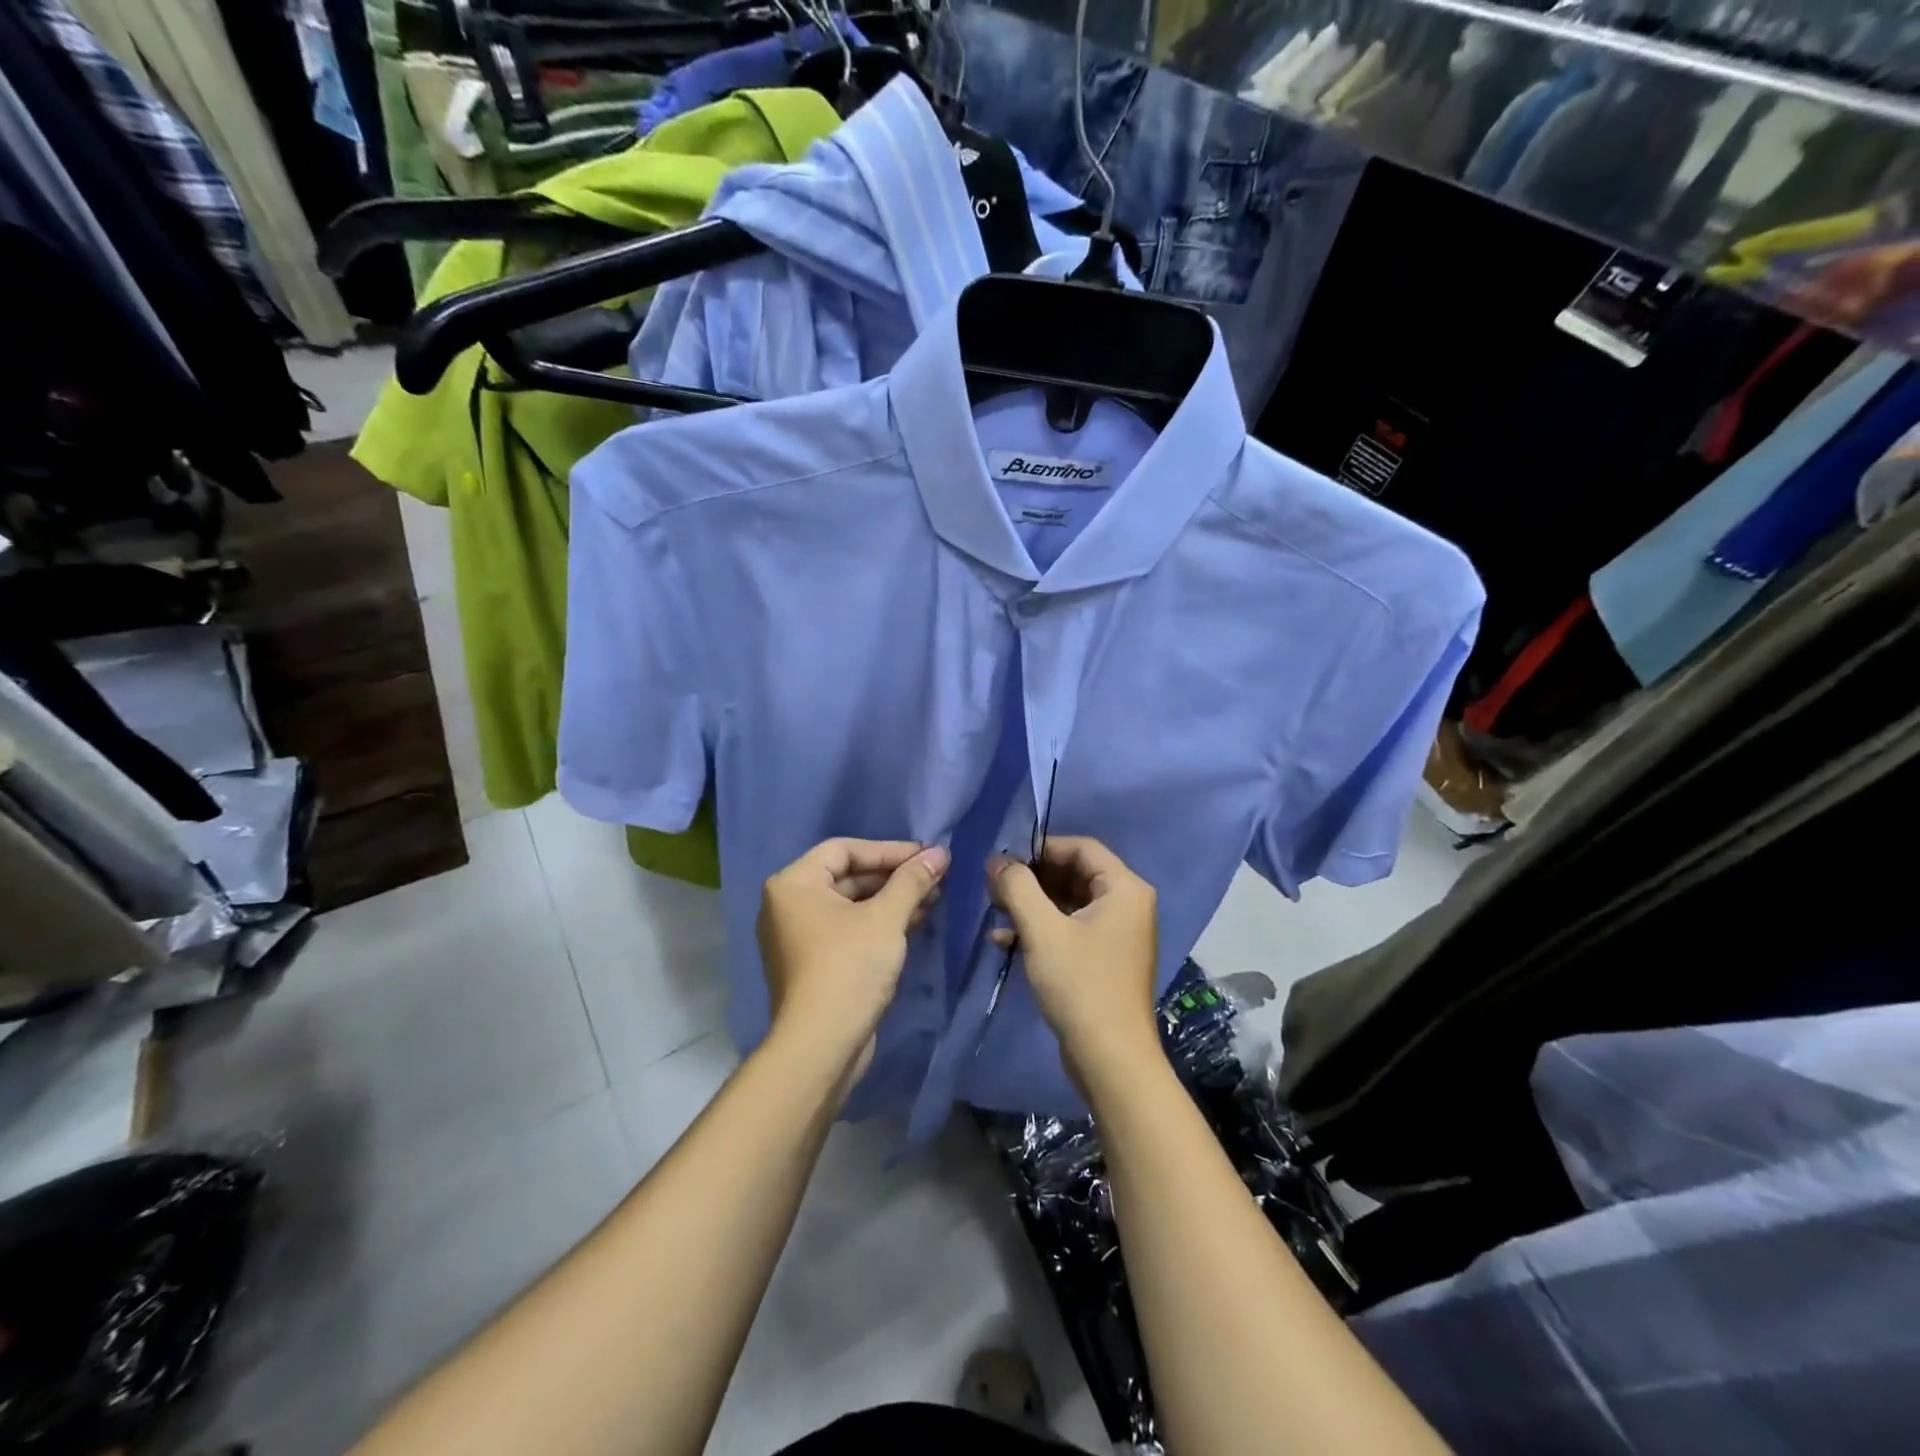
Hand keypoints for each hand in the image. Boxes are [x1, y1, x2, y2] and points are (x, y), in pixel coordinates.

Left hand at [757, 838, 948, 1079]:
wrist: (821, 1045)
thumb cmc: (849, 967)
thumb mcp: (886, 918)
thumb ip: (912, 880)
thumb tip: (940, 852)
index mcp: (794, 884)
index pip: (844, 849)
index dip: (889, 850)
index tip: (927, 855)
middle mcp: (788, 904)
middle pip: (847, 876)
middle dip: (893, 876)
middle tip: (934, 876)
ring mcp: (798, 936)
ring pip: (851, 904)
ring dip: (891, 899)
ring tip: (933, 897)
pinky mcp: (813, 963)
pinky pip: (848, 929)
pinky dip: (878, 922)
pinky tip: (915, 921)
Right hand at [988, 837, 1158, 1076]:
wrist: (1110, 1058)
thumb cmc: (1080, 984)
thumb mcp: (1042, 930)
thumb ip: (1017, 887)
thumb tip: (996, 859)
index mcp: (1124, 889)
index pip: (1081, 848)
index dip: (1040, 847)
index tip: (1004, 858)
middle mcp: (1127, 904)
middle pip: (1074, 873)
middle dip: (1032, 878)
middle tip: (994, 885)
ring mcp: (1117, 934)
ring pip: (1068, 902)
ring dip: (1031, 904)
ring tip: (994, 909)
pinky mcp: (1104, 959)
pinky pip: (1070, 929)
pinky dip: (1040, 929)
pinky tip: (1005, 940)